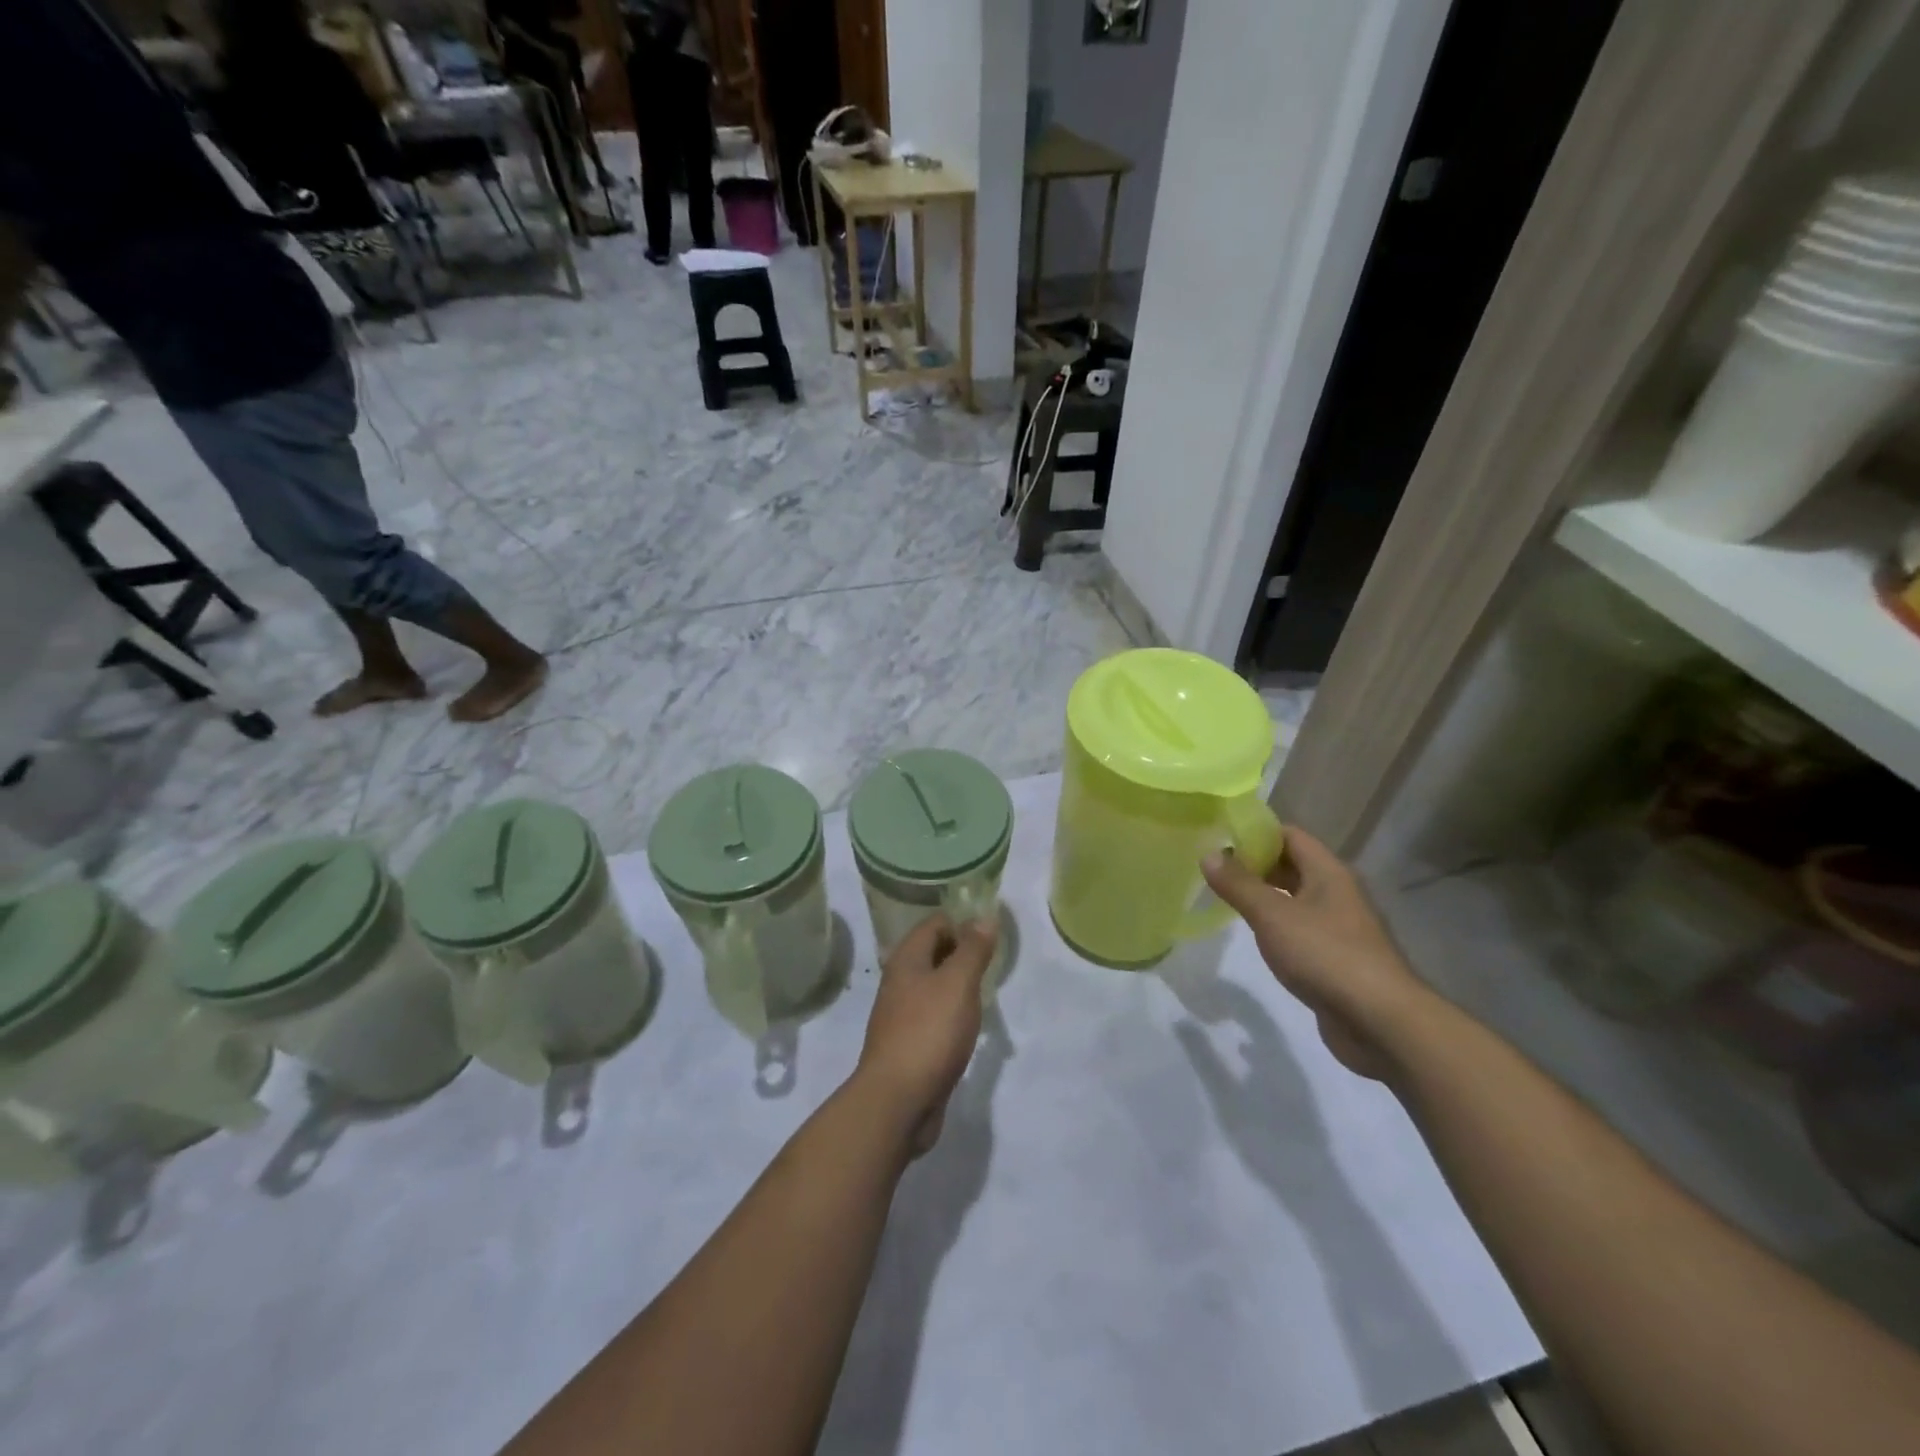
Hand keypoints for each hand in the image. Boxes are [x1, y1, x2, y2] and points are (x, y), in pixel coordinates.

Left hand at [854, 913, 997, 1155]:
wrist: (898, 1101)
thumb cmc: (929, 1032)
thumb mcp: (958, 984)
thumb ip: (973, 949)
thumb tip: (984, 916)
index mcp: (906, 960)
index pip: (935, 924)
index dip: (963, 922)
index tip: (993, 933)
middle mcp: (900, 982)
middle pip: (933, 953)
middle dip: (963, 952)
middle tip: (996, 960)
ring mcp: (902, 1015)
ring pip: (934, 986)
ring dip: (959, 984)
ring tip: (988, 990)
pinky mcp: (910, 1044)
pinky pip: (935, 1016)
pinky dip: (953, 1013)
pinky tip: (971, 1024)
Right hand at [1201, 827, 1425, 1080]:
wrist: (1381, 1022)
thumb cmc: (1325, 955)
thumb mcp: (1273, 916)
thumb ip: (1239, 885)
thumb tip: (1209, 854)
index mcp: (1328, 873)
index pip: (1290, 835)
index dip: (1256, 832)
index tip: (1219, 836)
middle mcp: (1337, 893)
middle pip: (1293, 865)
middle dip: (1256, 863)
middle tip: (1215, 867)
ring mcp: (1340, 927)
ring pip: (1296, 899)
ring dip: (1265, 895)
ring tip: (1226, 897)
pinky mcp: (1337, 958)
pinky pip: (1301, 929)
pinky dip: (1277, 925)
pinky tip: (1255, 935)